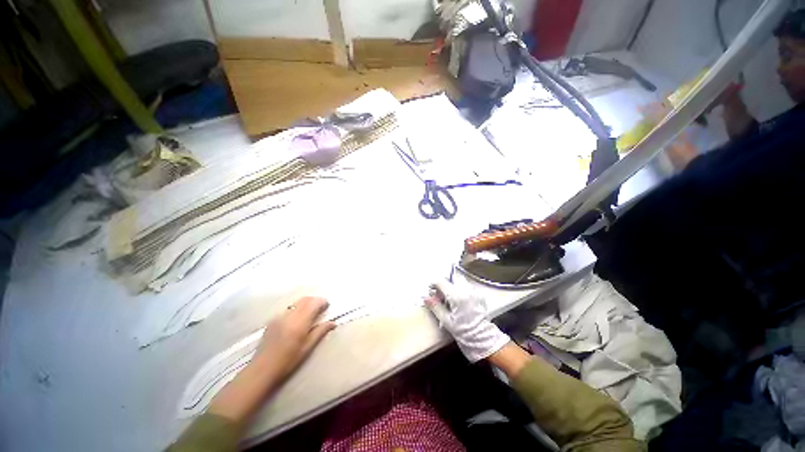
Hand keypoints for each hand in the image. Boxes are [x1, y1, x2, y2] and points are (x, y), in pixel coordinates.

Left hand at [208, 296, 334, 423]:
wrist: (262, 370)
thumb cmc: (288, 361)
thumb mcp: (307, 348)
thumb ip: (320, 332)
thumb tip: (333, 323)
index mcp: (299, 323)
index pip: (314, 303)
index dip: (322, 302)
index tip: (327, 307)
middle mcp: (289, 316)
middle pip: (305, 299)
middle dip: (315, 300)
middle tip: (321, 309)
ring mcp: (279, 316)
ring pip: (296, 302)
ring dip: (306, 303)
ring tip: (310, 313)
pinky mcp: (272, 320)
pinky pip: (288, 308)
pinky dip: (296, 308)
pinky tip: (297, 319)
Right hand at [426, 280, 510, 362]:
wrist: (482, 338)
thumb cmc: (463, 331)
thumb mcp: (446, 320)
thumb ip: (435, 306)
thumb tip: (425, 297)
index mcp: (457, 296)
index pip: (441, 281)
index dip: (433, 284)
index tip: (431, 291)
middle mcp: (466, 290)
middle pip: (450, 278)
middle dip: (443, 284)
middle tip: (440, 296)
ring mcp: (473, 290)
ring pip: (458, 280)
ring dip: (451, 286)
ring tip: (449, 299)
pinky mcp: (478, 293)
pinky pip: (465, 285)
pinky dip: (459, 289)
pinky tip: (458, 300)